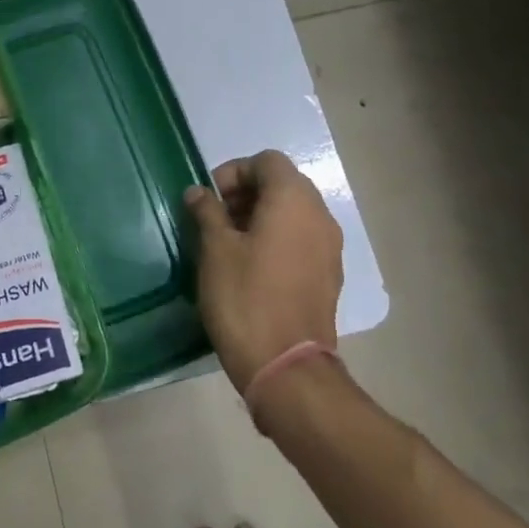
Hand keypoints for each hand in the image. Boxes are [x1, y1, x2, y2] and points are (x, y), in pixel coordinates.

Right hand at [186, 150, 343, 393]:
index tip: (208, 200)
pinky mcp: (330, 274)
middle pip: (283, 184)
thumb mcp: (215, 250)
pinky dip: (278, 239)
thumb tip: (198, 192)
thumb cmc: (245, 298)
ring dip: (261, 216)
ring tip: (230, 244)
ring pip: (294, 212)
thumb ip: (207, 212)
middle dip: (247, 193)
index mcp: (293, 200)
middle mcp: (320, 215)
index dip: (233, 172)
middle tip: (215, 219)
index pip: (266, 161)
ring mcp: (330, 246)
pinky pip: (302, 239)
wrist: (286, 365)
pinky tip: (253, 267)